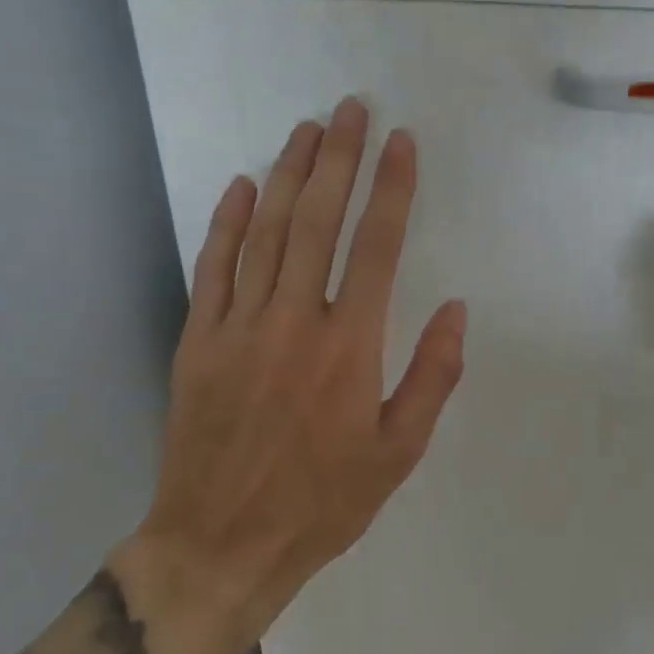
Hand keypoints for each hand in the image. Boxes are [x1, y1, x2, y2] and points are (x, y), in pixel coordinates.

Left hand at [110, 98, 466, 653]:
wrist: (222, 544)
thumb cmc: (324, 502)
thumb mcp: (399, 453)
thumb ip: (432, 376)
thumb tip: (455, 310)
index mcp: (350, 347)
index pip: (378, 247)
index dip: (393, 189)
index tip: (402, 144)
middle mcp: (294, 321)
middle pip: (318, 221)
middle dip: (339, 159)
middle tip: (351, 109)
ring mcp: (238, 326)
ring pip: (265, 232)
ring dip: (288, 175)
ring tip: (307, 129)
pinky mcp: (198, 340)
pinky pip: (213, 267)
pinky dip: (226, 222)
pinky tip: (240, 186)